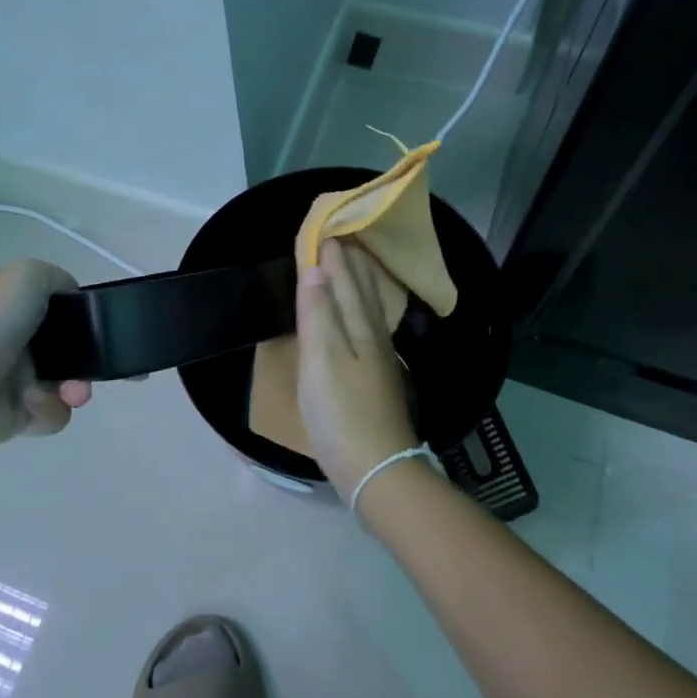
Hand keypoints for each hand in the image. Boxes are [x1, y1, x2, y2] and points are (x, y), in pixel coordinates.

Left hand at [0, 259, 91, 451]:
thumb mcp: (26, 276)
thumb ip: (57, 279)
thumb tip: (73, 299)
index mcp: (19, 309)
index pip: (63, 311)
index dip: (83, 319)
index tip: (94, 328)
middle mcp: (21, 342)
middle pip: (72, 352)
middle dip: (87, 360)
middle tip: (87, 370)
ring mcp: (19, 381)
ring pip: (69, 385)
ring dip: (74, 388)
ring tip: (67, 393)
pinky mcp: (18, 417)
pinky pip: (53, 414)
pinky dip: (50, 410)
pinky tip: (30, 404)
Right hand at [295, 238, 417, 495]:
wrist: (376, 468)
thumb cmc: (341, 412)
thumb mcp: (321, 359)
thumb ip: (318, 313)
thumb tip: (317, 269)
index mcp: (358, 328)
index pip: (343, 282)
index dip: (332, 258)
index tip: (324, 230)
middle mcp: (373, 338)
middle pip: (361, 292)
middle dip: (350, 265)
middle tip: (342, 238)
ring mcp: (379, 361)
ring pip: (369, 310)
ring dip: (360, 285)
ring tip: (356, 266)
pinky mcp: (378, 381)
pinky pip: (371, 328)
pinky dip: (364, 311)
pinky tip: (365, 319)